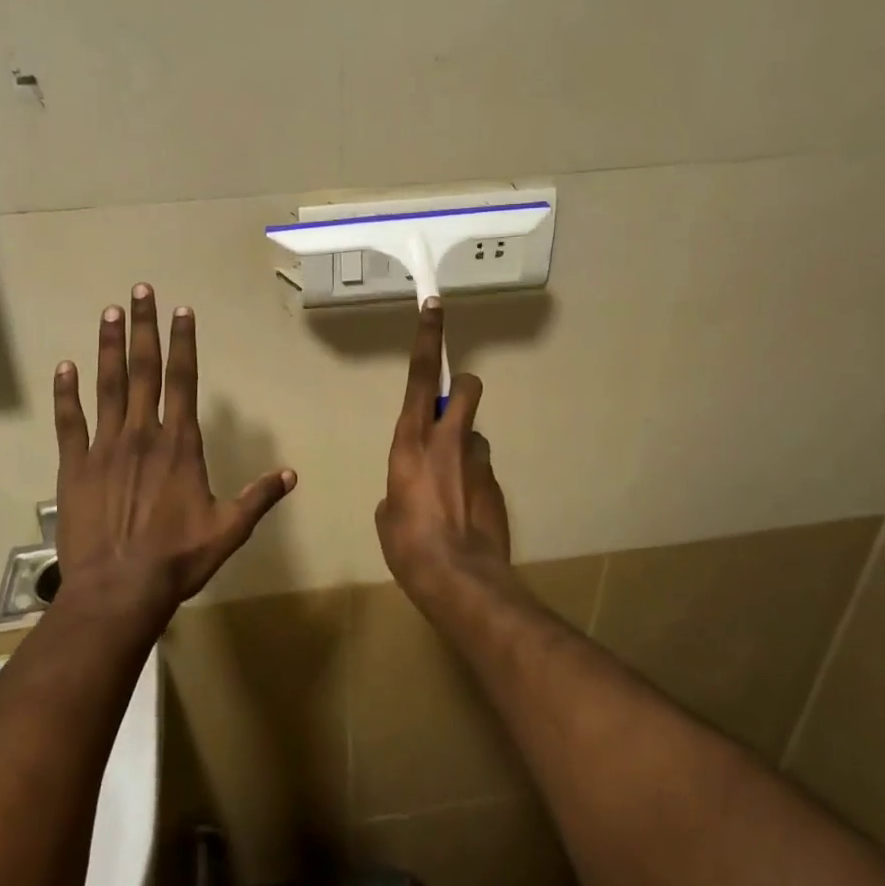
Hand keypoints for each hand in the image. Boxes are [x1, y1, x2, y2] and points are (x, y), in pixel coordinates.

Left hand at [52, 284, 295, 630]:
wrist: (118, 590)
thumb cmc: (177, 559)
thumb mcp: (229, 530)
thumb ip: (259, 498)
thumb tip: (292, 475)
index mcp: (179, 444)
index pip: (183, 381)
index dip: (183, 343)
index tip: (181, 311)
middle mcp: (142, 434)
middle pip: (144, 370)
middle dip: (143, 328)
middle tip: (139, 291)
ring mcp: (104, 447)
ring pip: (107, 386)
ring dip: (108, 347)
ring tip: (108, 312)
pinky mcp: (74, 466)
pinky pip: (69, 422)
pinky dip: (66, 393)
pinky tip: (65, 366)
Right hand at [375, 300, 512, 603]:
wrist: (459, 580)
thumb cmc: (407, 543)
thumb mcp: (387, 512)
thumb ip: (397, 486)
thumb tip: (408, 489)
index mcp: (410, 440)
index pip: (421, 375)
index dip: (428, 337)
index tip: (435, 305)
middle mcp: (448, 439)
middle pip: (468, 388)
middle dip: (463, 392)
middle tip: (451, 418)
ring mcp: (478, 460)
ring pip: (475, 435)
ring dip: (465, 449)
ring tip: (454, 491)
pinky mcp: (497, 484)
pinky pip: (482, 470)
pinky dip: (473, 484)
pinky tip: (465, 516)